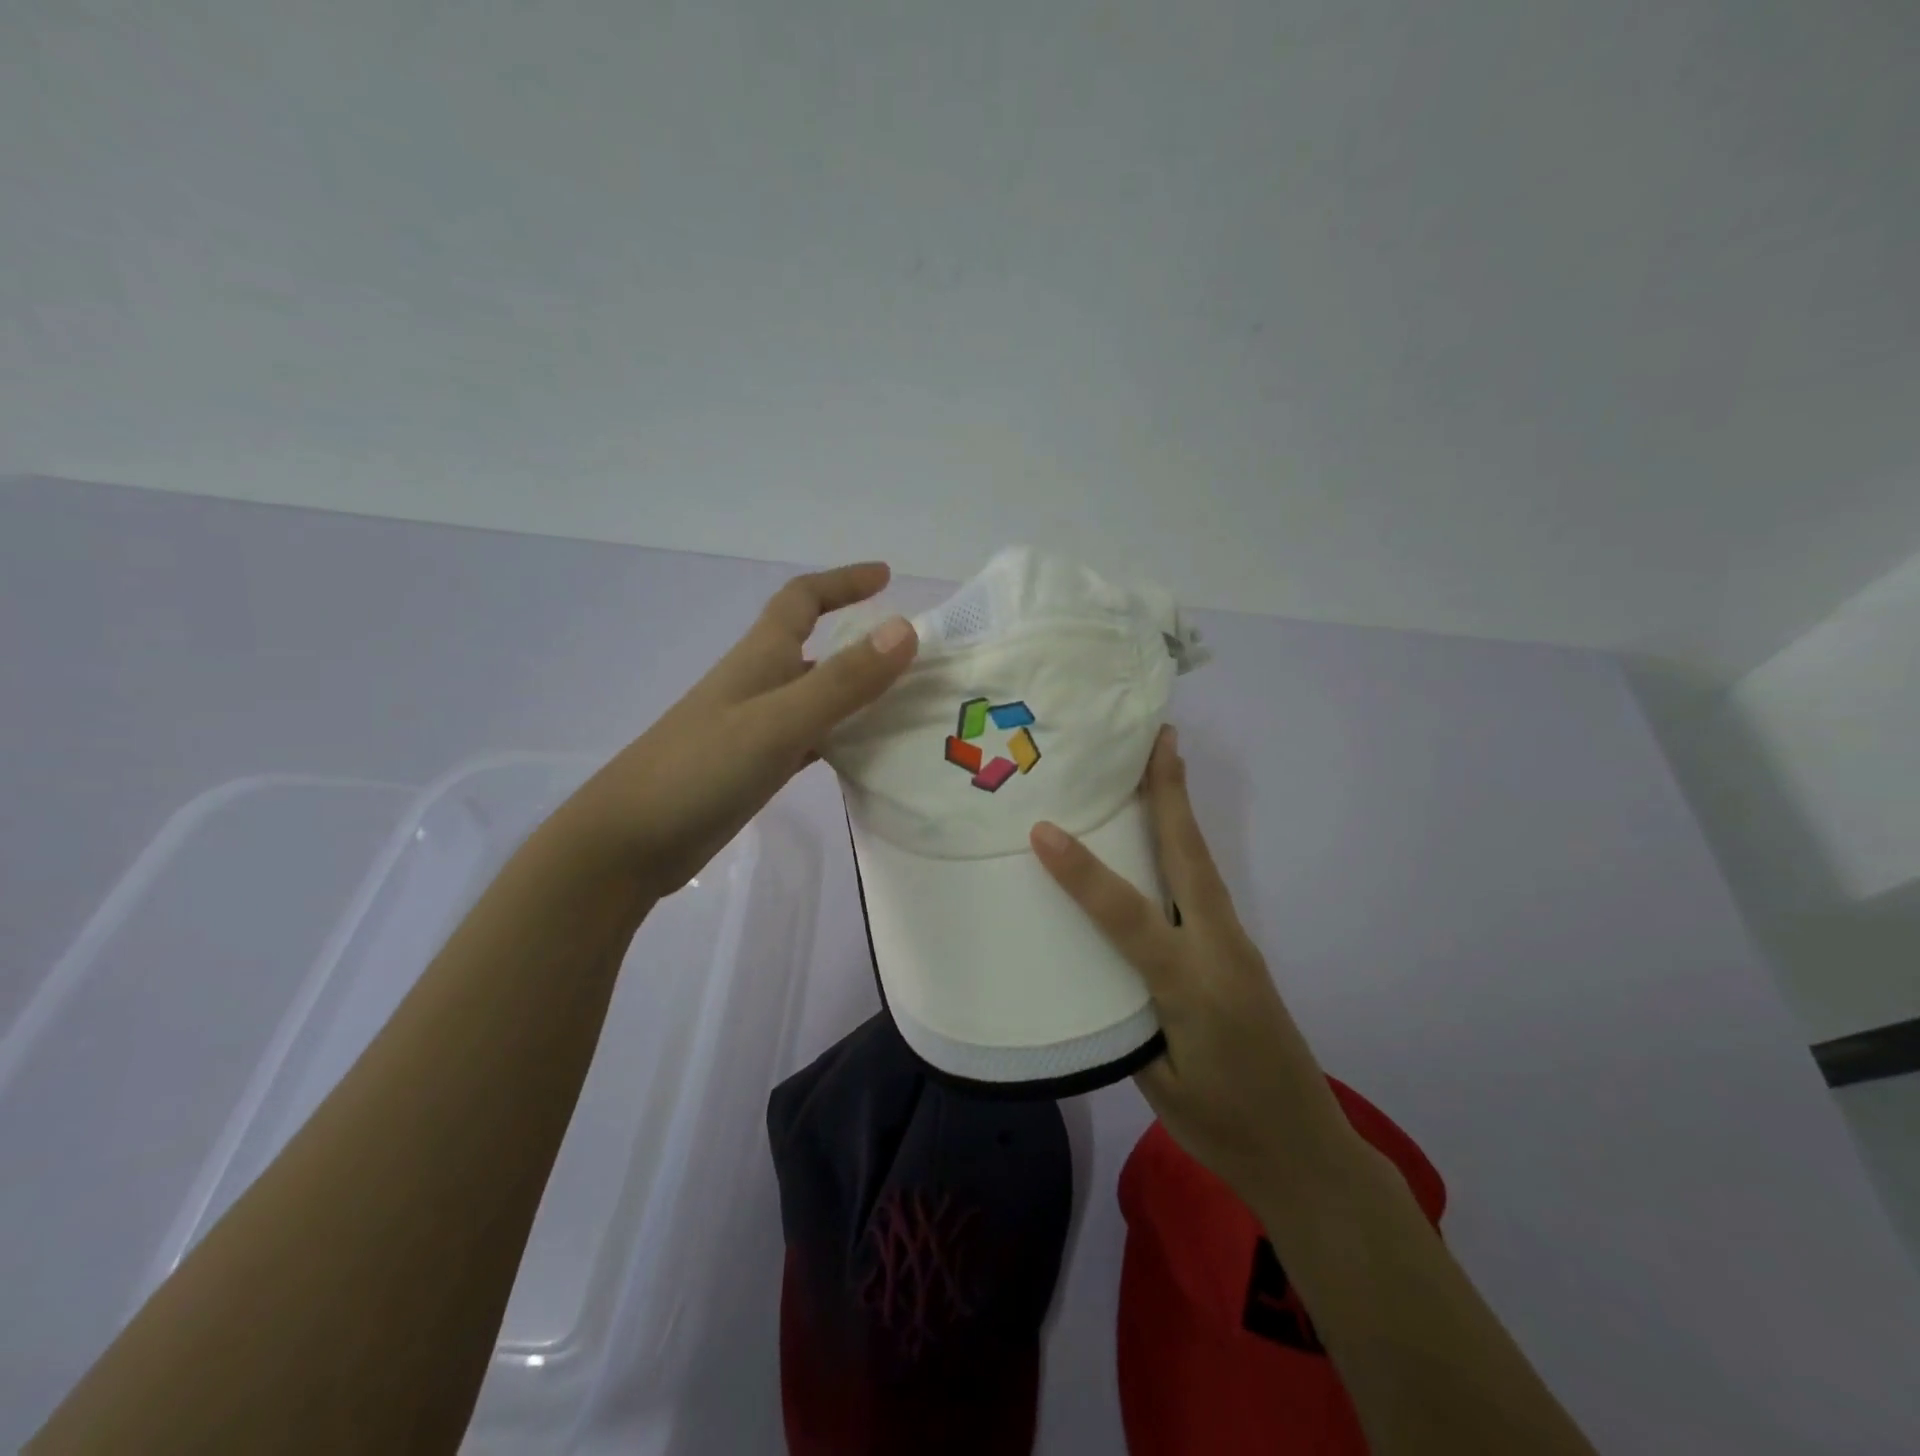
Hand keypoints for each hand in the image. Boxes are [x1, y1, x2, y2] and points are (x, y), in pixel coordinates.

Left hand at [568, 562, 916, 899]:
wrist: (630, 841)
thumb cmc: (700, 769)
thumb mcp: (778, 721)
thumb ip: (842, 680)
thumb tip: (905, 628)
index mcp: (760, 659)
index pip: (802, 599)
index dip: (843, 582)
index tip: (887, 576)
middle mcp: (760, 685)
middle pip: (817, 649)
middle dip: (863, 644)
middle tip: (918, 658)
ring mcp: (757, 728)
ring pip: (819, 697)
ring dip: (859, 694)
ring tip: (911, 706)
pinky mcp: (756, 767)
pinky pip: (813, 740)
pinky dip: (844, 738)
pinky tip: (872, 757)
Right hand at [1030, 727, 1361, 1205]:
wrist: (1308, 1153)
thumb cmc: (1225, 1128)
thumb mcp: (1157, 1082)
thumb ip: (1125, 1014)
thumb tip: (1093, 961)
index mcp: (1191, 986)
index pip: (1128, 917)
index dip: (1083, 873)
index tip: (1043, 829)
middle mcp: (1219, 951)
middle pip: (1189, 858)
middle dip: (1171, 794)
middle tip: (1159, 738)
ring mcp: (1237, 948)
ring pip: (1202, 866)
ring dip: (1180, 812)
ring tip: (1161, 766)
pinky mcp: (1240, 953)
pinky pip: (1206, 888)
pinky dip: (1185, 849)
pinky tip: (1167, 840)